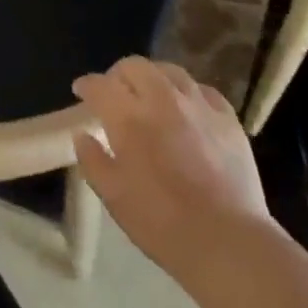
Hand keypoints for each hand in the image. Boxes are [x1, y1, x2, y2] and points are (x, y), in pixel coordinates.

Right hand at [72, 57, 274, 284]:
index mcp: (129, 118)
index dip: (87, 85)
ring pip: (169, 70)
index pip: (100, 86)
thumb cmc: (162, 223)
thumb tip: (83, 135)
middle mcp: (162, 99)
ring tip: (150, 94)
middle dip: (118, 74)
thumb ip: (93, 161)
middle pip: (134, 66)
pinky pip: (202, 89)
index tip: (81, 90)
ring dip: (152, 77)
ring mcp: (198, 104)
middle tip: (115, 92)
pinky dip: (187, 92)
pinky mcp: (227, 116)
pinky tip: (187, 108)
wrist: (227, 240)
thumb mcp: (114, 197)